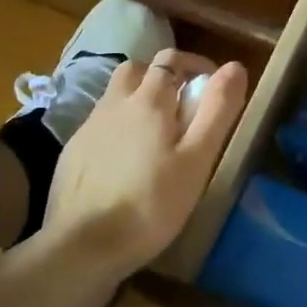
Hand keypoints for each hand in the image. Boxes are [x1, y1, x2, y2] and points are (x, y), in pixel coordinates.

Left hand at [38, 49, 247, 293]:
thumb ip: (216, 110)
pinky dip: (118, 127)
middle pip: (137, 70)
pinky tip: (127, 161)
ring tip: (157, 134)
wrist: (82, 245)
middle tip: (183, 106)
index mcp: (147, 101)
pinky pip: (100, 124)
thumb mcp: (197, 159)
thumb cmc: (151, 204)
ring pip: (115, 96)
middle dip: (162, 77)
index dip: (194, 65)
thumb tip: (235, 66)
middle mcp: (113, 103)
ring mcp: (87, 127)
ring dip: (137, 100)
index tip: (212, 87)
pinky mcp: (72, 153)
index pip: (170, 60)